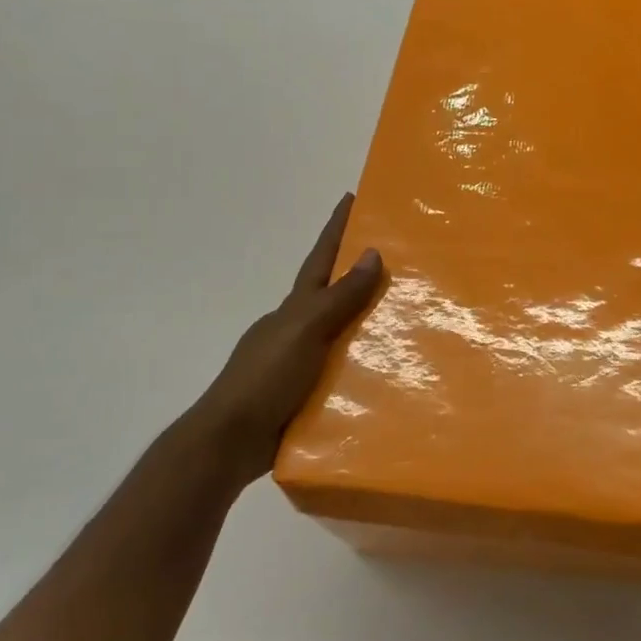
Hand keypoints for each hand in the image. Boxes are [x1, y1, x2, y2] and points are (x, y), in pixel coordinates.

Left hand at [182, 194, 383, 489]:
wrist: (230, 442)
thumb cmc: (265, 378)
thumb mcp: (305, 330)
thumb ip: (339, 297)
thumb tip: (371, 252)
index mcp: (294, 309)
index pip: (320, 259)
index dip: (336, 229)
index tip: (351, 198)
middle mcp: (297, 329)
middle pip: (334, 294)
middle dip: (360, 275)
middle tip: (402, 262)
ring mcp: (300, 362)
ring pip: (342, 334)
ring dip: (369, 324)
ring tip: (410, 319)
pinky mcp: (307, 395)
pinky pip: (344, 371)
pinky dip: (365, 365)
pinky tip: (390, 372)